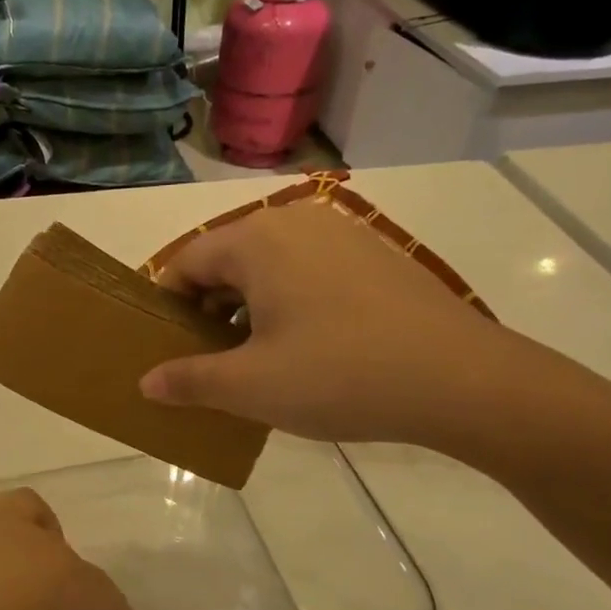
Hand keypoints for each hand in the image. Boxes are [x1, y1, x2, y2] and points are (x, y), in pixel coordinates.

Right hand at [140, 197, 517, 448]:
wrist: (464, 381)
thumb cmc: (340, 375)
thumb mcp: (250, 386)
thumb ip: (189, 380)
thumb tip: (146, 383)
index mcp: (256, 240)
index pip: (185, 263)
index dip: (166, 307)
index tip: (165, 349)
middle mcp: (295, 223)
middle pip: (225, 262)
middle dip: (206, 311)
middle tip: (205, 362)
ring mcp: (341, 236)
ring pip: (268, 269)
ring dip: (247, 311)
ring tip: (253, 362)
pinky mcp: (375, 257)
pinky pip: (307, 274)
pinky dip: (287, 306)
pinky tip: (304, 351)